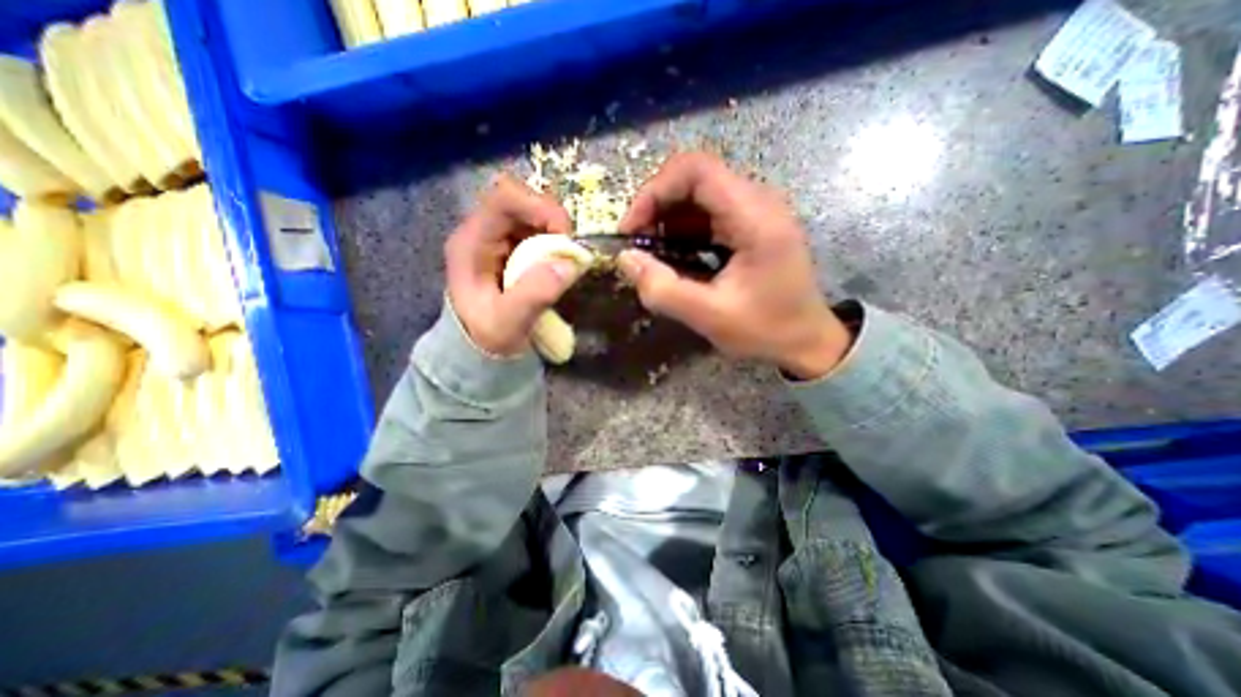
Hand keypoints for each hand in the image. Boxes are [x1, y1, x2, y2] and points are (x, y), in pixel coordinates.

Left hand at [444, 174, 585, 358]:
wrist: (479, 349)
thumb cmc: (487, 337)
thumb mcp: (508, 324)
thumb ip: (534, 295)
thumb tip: (568, 264)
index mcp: (472, 242)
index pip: (503, 198)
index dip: (539, 207)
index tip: (564, 236)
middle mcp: (483, 231)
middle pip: (521, 200)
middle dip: (552, 219)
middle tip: (568, 250)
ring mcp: (498, 238)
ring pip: (533, 213)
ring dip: (555, 231)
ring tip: (565, 258)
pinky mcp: (513, 247)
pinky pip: (539, 230)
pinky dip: (555, 241)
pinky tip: (558, 262)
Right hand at [615, 154, 848, 379]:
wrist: (807, 339)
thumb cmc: (766, 330)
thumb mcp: (710, 316)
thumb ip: (663, 289)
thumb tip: (625, 259)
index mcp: (755, 217)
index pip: (696, 169)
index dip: (654, 190)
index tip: (631, 229)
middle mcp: (758, 202)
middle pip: (694, 178)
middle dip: (656, 207)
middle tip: (637, 245)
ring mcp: (755, 211)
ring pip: (697, 195)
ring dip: (666, 219)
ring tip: (652, 254)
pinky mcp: (750, 224)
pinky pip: (707, 213)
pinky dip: (681, 230)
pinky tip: (674, 256)